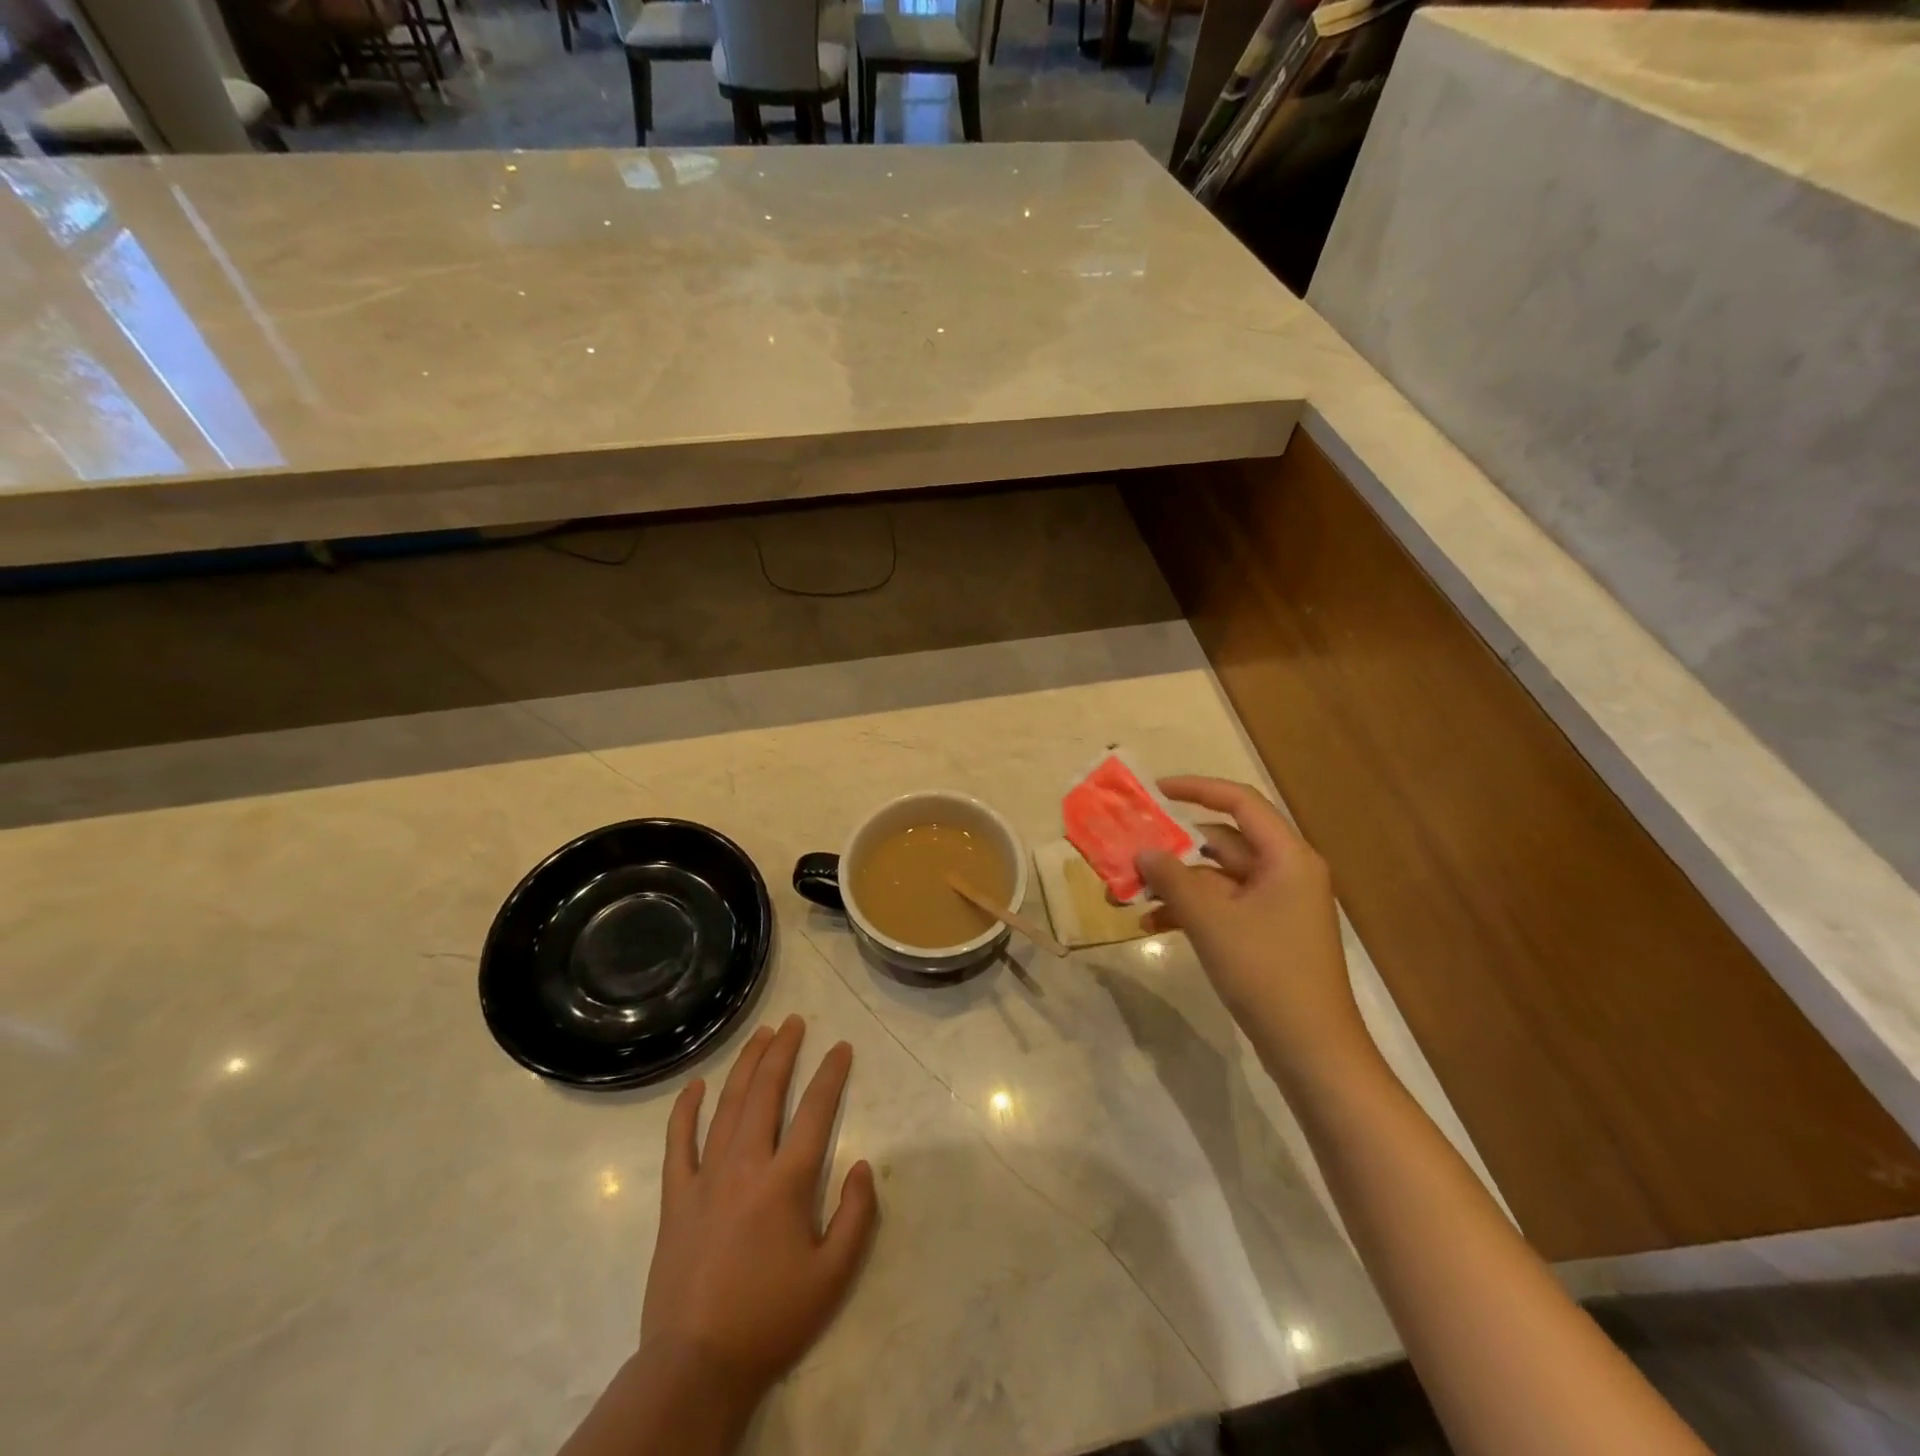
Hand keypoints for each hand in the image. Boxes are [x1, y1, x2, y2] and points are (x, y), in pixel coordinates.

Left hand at [640, 1016, 878, 1407]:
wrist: (696, 1365)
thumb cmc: (771, 1318)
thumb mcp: (833, 1276)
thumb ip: (857, 1216)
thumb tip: (863, 1164)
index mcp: (786, 1182)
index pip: (815, 1111)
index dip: (831, 1074)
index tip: (841, 1048)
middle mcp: (746, 1165)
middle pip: (766, 1093)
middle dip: (783, 1052)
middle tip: (794, 1023)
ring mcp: (706, 1178)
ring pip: (727, 1106)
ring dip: (745, 1066)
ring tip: (761, 1036)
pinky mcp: (676, 1198)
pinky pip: (679, 1143)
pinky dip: (686, 1110)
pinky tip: (696, 1085)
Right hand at [1137, 777, 1372, 1083]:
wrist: (1312, 1050)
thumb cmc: (1266, 973)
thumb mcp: (1211, 920)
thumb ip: (1173, 878)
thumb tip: (1142, 850)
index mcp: (1287, 857)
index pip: (1240, 803)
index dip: (1197, 789)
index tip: (1155, 792)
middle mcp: (1285, 872)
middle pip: (1224, 842)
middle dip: (1174, 848)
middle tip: (1130, 849)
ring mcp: (1276, 905)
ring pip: (1217, 878)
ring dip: (1176, 883)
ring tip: (1130, 893)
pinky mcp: (1266, 934)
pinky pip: (1223, 907)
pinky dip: (1190, 910)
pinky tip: (1151, 924)